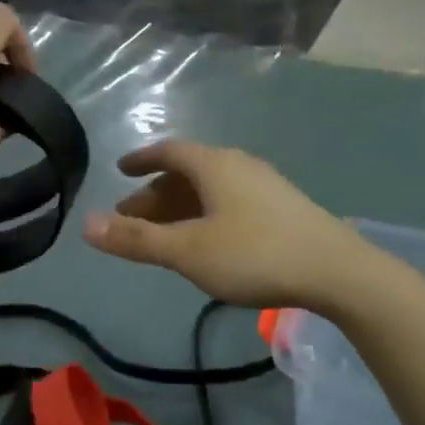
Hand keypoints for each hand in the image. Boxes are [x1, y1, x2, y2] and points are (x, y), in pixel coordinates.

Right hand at [83, 140, 371, 310]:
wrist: (338, 272)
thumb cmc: (255, 255)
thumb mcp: (187, 251)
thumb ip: (136, 240)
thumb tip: (86, 225)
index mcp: (215, 165)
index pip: (169, 151)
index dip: (141, 159)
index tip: (121, 170)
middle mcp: (240, 166)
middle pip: (188, 171)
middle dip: (156, 192)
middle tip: (131, 216)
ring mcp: (266, 186)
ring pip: (211, 189)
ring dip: (181, 206)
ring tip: (163, 234)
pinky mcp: (284, 209)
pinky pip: (230, 202)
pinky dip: (206, 214)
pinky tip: (207, 241)